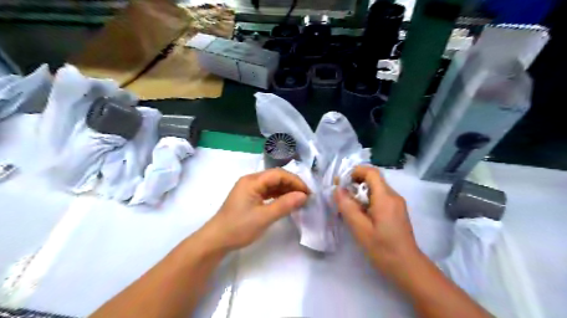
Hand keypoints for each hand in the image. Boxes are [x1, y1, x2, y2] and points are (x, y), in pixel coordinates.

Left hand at [200, 168, 309, 252]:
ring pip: (272, 184)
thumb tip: (304, 196)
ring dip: (286, 190)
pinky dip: (278, 196)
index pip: (278, 174)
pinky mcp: (249, 197)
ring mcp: (249, 188)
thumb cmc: (239, 227)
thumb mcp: (264, 217)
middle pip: (276, 177)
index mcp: (252, 181)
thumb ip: (284, 205)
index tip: (308, 193)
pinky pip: (267, 192)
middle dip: (292, 185)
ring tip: (299, 200)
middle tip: (305, 197)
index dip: (295, 181)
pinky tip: (286, 202)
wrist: (216, 240)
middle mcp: (250, 180)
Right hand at [333, 165, 422, 276]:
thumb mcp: (360, 228)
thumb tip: (337, 189)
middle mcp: (393, 196)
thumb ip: (347, 207)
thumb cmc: (383, 248)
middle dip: (355, 182)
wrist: (407, 267)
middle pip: (373, 179)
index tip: (340, 181)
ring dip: (360, 191)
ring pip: (376, 188)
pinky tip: (360, 213)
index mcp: (385, 197)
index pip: (371, 172)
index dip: (355, 171)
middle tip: (340, 194)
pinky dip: (367, 199)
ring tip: (347, 205)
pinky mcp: (396, 211)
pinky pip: (380, 197)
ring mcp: (396, 203)